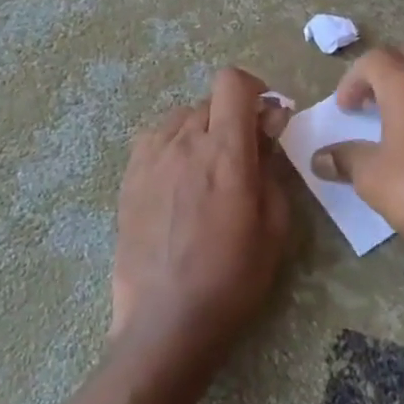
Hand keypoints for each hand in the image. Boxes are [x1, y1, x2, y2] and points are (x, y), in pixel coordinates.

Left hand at [110, 68, 291, 368]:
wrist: (166, 321)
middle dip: (233, 117)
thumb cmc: (232, 277)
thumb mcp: (274, 225)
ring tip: (209, 169)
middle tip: (245, 154)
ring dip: (203, 130)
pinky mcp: (129, 178)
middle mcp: (183, 142)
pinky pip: (156, 140)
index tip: (266, 117)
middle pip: (210, 101)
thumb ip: (271, 166)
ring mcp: (150, 158)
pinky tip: (179, 180)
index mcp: (224, 151)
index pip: (232, 82)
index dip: (254, 88)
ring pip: (182, 118)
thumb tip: (267, 128)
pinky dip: (174, 146)